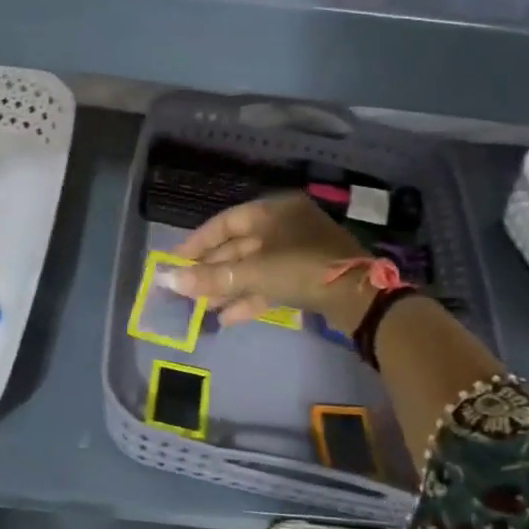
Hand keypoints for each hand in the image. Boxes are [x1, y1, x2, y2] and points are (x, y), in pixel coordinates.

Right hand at [167, 193, 373, 334]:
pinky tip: (228, 318)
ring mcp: (299, 251)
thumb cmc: (301, 269)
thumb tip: (169, 281)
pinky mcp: (308, 276)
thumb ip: (210, 277)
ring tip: (203, 307)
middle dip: (212, 270)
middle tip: (187, 288)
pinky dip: (250, 298)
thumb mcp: (252, 272)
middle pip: (239, 246)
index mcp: (273, 211)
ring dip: (228, 287)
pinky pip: (270, 283)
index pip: (226, 222)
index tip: (177, 260)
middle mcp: (285, 225)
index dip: (198, 242)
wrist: (359, 297)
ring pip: (254, 268)